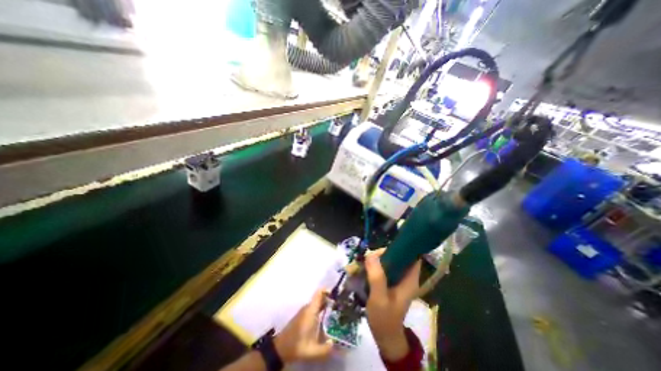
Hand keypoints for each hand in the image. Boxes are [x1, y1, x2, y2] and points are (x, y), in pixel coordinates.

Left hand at [275, 289, 335, 361]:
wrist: (280, 349)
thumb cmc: (296, 346)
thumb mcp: (311, 351)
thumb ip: (325, 349)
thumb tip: (335, 343)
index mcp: (311, 311)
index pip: (319, 293)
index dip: (328, 290)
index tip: (337, 294)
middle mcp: (308, 308)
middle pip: (320, 298)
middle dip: (330, 299)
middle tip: (341, 305)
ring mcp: (305, 311)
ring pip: (318, 303)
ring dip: (326, 305)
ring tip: (337, 312)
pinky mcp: (303, 316)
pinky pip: (314, 308)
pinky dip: (322, 310)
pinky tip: (327, 319)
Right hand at [364, 251, 419, 359]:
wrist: (384, 336)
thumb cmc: (384, 319)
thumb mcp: (380, 299)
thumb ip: (377, 277)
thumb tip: (371, 255)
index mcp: (409, 279)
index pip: (411, 256)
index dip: (399, 248)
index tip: (382, 250)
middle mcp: (405, 276)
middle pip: (396, 256)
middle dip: (380, 255)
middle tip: (366, 260)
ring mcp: (397, 278)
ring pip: (387, 261)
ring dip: (374, 260)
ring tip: (360, 265)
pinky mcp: (389, 281)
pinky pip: (381, 268)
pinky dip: (372, 267)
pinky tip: (361, 270)